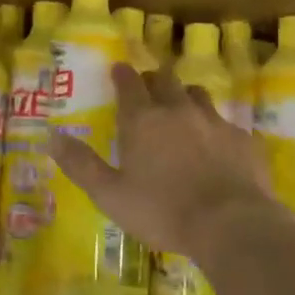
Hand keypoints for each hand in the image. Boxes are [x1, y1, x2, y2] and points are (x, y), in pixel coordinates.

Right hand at [48, 64, 279, 266]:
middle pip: (165, 80)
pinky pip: (227, 123)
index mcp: (143, 120)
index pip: (129, 83)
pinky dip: (216, 128)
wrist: (231, 224)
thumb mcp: (110, 195)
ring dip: (186, 97)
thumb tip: (51, 136)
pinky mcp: (244, 139)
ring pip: (198, 95)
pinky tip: (217, 145)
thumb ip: (81, 164)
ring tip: (182, 110)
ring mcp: (215, 122)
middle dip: (153, 79)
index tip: (118, 70)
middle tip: (147, 88)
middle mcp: (178, 110)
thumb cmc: (163, 211)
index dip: (122, 75)